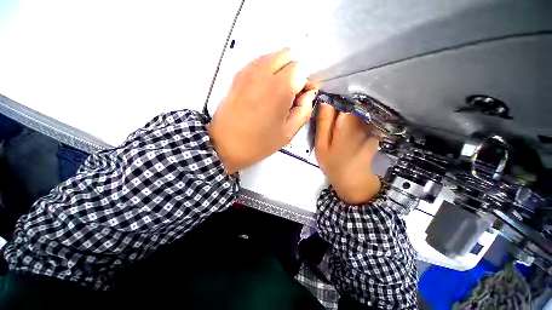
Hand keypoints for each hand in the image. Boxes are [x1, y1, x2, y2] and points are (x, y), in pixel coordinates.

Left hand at [208, 49, 317, 173]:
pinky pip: (259, 63)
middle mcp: (263, 72)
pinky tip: (263, 91)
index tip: (300, 99)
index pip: (301, 70)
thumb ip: (304, 110)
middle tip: (289, 95)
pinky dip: (267, 71)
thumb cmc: (259, 143)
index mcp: (279, 88)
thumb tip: (309, 93)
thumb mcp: (288, 132)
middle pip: (288, 55)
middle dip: (294, 73)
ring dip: (280, 70)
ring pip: (273, 56)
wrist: (225, 145)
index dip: (304, 84)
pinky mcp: (237, 75)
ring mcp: (248, 71)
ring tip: (276, 94)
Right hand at [315, 103, 381, 204]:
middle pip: (350, 101)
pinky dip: (353, 116)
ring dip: (346, 109)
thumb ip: (323, 123)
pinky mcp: (373, 129)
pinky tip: (345, 125)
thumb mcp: (321, 145)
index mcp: (347, 122)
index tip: (324, 102)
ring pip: (356, 108)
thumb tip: (325, 101)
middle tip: (327, 113)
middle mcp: (362, 120)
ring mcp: (370, 124)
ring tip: (336, 119)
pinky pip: (362, 116)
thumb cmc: (333, 163)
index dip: (333, 97)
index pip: (342, 98)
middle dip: (339, 102)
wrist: (353, 180)